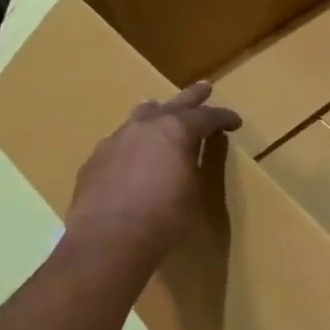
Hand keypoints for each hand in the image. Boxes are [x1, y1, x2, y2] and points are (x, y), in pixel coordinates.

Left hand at [62, 83, 240, 270]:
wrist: (108, 241)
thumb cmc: (164, 218)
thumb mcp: (194, 192)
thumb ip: (193, 167)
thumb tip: (188, 159)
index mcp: (177, 130)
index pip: (207, 116)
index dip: (223, 118)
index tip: (234, 122)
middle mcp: (145, 127)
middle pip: (173, 105)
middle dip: (192, 97)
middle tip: (205, 88)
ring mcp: (115, 141)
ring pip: (139, 118)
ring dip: (154, 114)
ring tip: (158, 109)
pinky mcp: (94, 160)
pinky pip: (119, 143)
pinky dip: (132, 144)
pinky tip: (132, 154)